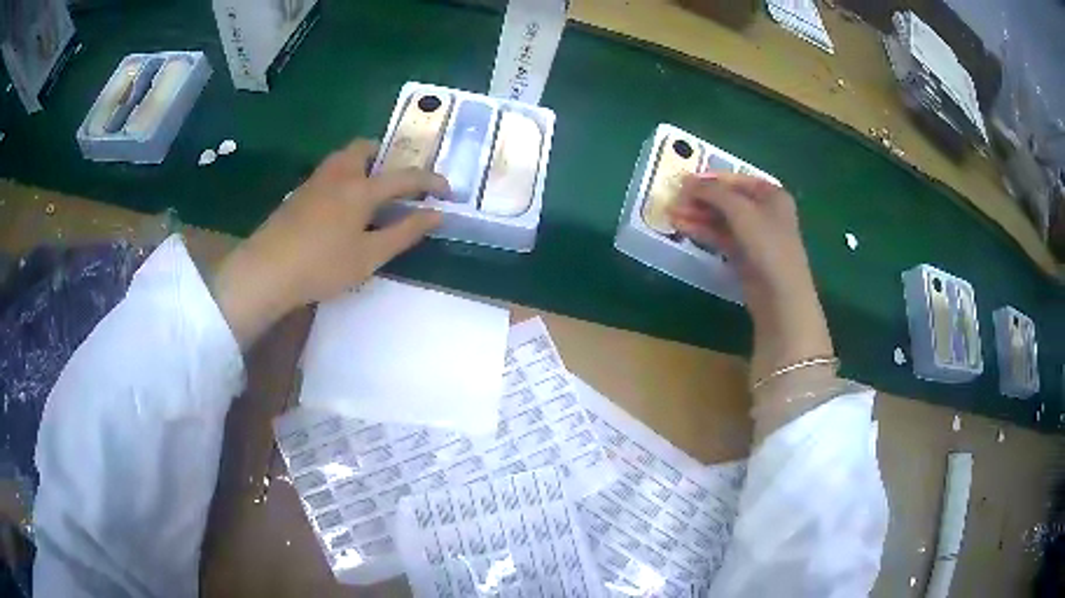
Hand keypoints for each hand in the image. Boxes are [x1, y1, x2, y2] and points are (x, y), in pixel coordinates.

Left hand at [212, 139, 449, 346]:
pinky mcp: (298, 193)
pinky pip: (328, 171)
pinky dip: (344, 176)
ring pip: (343, 156)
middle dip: (387, 156)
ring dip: (362, 163)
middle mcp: (339, 174)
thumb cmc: (322, 266)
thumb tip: (436, 215)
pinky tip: (340, 206)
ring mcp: (315, 181)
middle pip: (366, 147)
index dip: (431, 182)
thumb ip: (404, 233)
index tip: (448, 191)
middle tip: (396, 180)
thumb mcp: (369, 256)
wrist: (266, 270)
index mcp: (361, 188)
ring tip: (369, 191)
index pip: (405, 177)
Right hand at [668, 173, 833, 384]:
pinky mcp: (745, 257)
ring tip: (671, 214)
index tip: (684, 181)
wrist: (780, 296)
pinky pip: (721, 238)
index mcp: (772, 195)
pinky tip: (684, 228)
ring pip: (722, 220)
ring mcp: (755, 236)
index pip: (737, 179)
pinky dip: (704, 232)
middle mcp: (765, 212)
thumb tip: (689, 182)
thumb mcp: (741, 211)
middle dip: (701, 199)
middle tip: (674, 199)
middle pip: (728, 200)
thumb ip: (714, 192)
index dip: (711, 178)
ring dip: (698, 215)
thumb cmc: (768, 245)